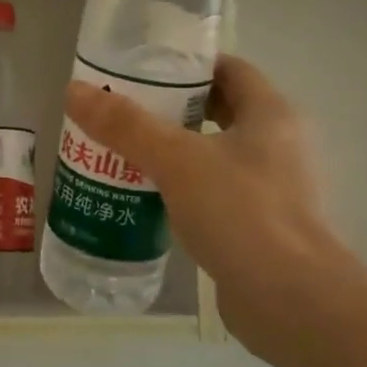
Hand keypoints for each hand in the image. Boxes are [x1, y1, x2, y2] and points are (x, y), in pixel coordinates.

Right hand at [62, 55, 366, 353]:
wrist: (291, 300)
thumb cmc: (240, 212)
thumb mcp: (176, 160)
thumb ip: (125, 125)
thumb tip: (75, 90)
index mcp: (271, 114)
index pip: (229, 70)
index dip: (187, 66)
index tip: (141, 72)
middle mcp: (278, 145)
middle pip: (219, 111)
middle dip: (171, 110)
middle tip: (123, 114)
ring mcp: (273, 188)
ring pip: (215, 155)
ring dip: (174, 152)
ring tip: (123, 154)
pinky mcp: (260, 226)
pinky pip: (216, 194)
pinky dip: (183, 190)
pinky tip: (147, 200)